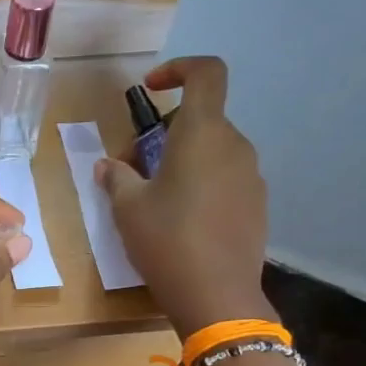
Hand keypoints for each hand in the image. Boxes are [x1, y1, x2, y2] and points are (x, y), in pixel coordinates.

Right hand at [95, 57, 272, 336]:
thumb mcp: (128, 208)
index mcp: (202, 134)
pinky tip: (184, 220)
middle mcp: (234, 146)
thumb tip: (108, 166)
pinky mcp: (258, 205)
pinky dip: (204, 183)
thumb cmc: (166, 241)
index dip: (179, 69)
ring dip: (185, 159)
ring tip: (157, 196)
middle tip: (136, 166)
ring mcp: (252, 176)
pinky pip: (227, 178)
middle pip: (203, 118)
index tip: (150, 89)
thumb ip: (117, 178)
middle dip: (167, 131)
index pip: (206, 73)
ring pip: (214, 150)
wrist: (217, 296)